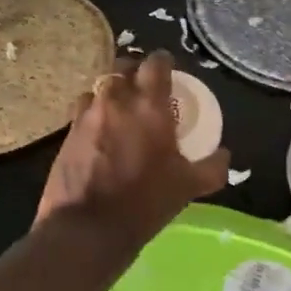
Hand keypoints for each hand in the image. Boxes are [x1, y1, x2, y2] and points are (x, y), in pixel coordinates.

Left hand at [35, 51, 229, 246]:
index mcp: (149, 105)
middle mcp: (116, 100)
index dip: (164, 63)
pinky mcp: (66, 134)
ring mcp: (86, 115)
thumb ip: (212, 167)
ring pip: (99, 87)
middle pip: (123, 66)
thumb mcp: (189, 186)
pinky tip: (101, 135)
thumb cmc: (145, 201)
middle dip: (135, 72)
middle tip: (146, 90)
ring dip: (111, 92)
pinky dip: (94, 114)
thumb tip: (224, 155)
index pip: (156, 62)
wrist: (88, 228)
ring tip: (121, 111)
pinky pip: (82, 111)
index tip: (170, 73)